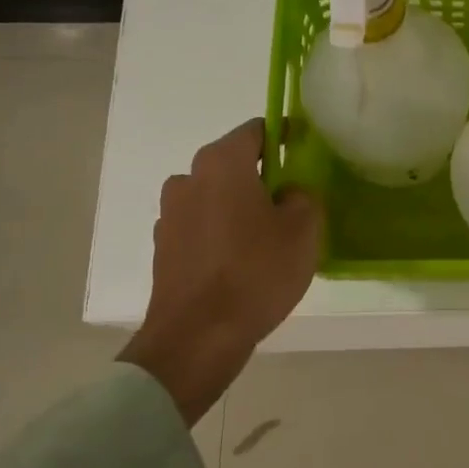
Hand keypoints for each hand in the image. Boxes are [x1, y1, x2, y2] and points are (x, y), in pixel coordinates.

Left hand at [118, 119, 321, 424]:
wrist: (198, 336)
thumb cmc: (256, 272)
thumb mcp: (303, 230)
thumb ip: (302, 197)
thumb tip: (287, 193)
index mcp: (221, 164)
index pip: (256, 131)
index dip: (284, 136)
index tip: (304, 150)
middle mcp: (188, 179)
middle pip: (233, 164)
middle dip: (262, 175)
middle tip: (293, 200)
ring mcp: (170, 215)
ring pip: (215, 197)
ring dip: (239, 206)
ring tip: (268, 236)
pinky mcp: (164, 248)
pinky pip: (202, 226)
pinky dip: (221, 233)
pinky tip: (242, 261)